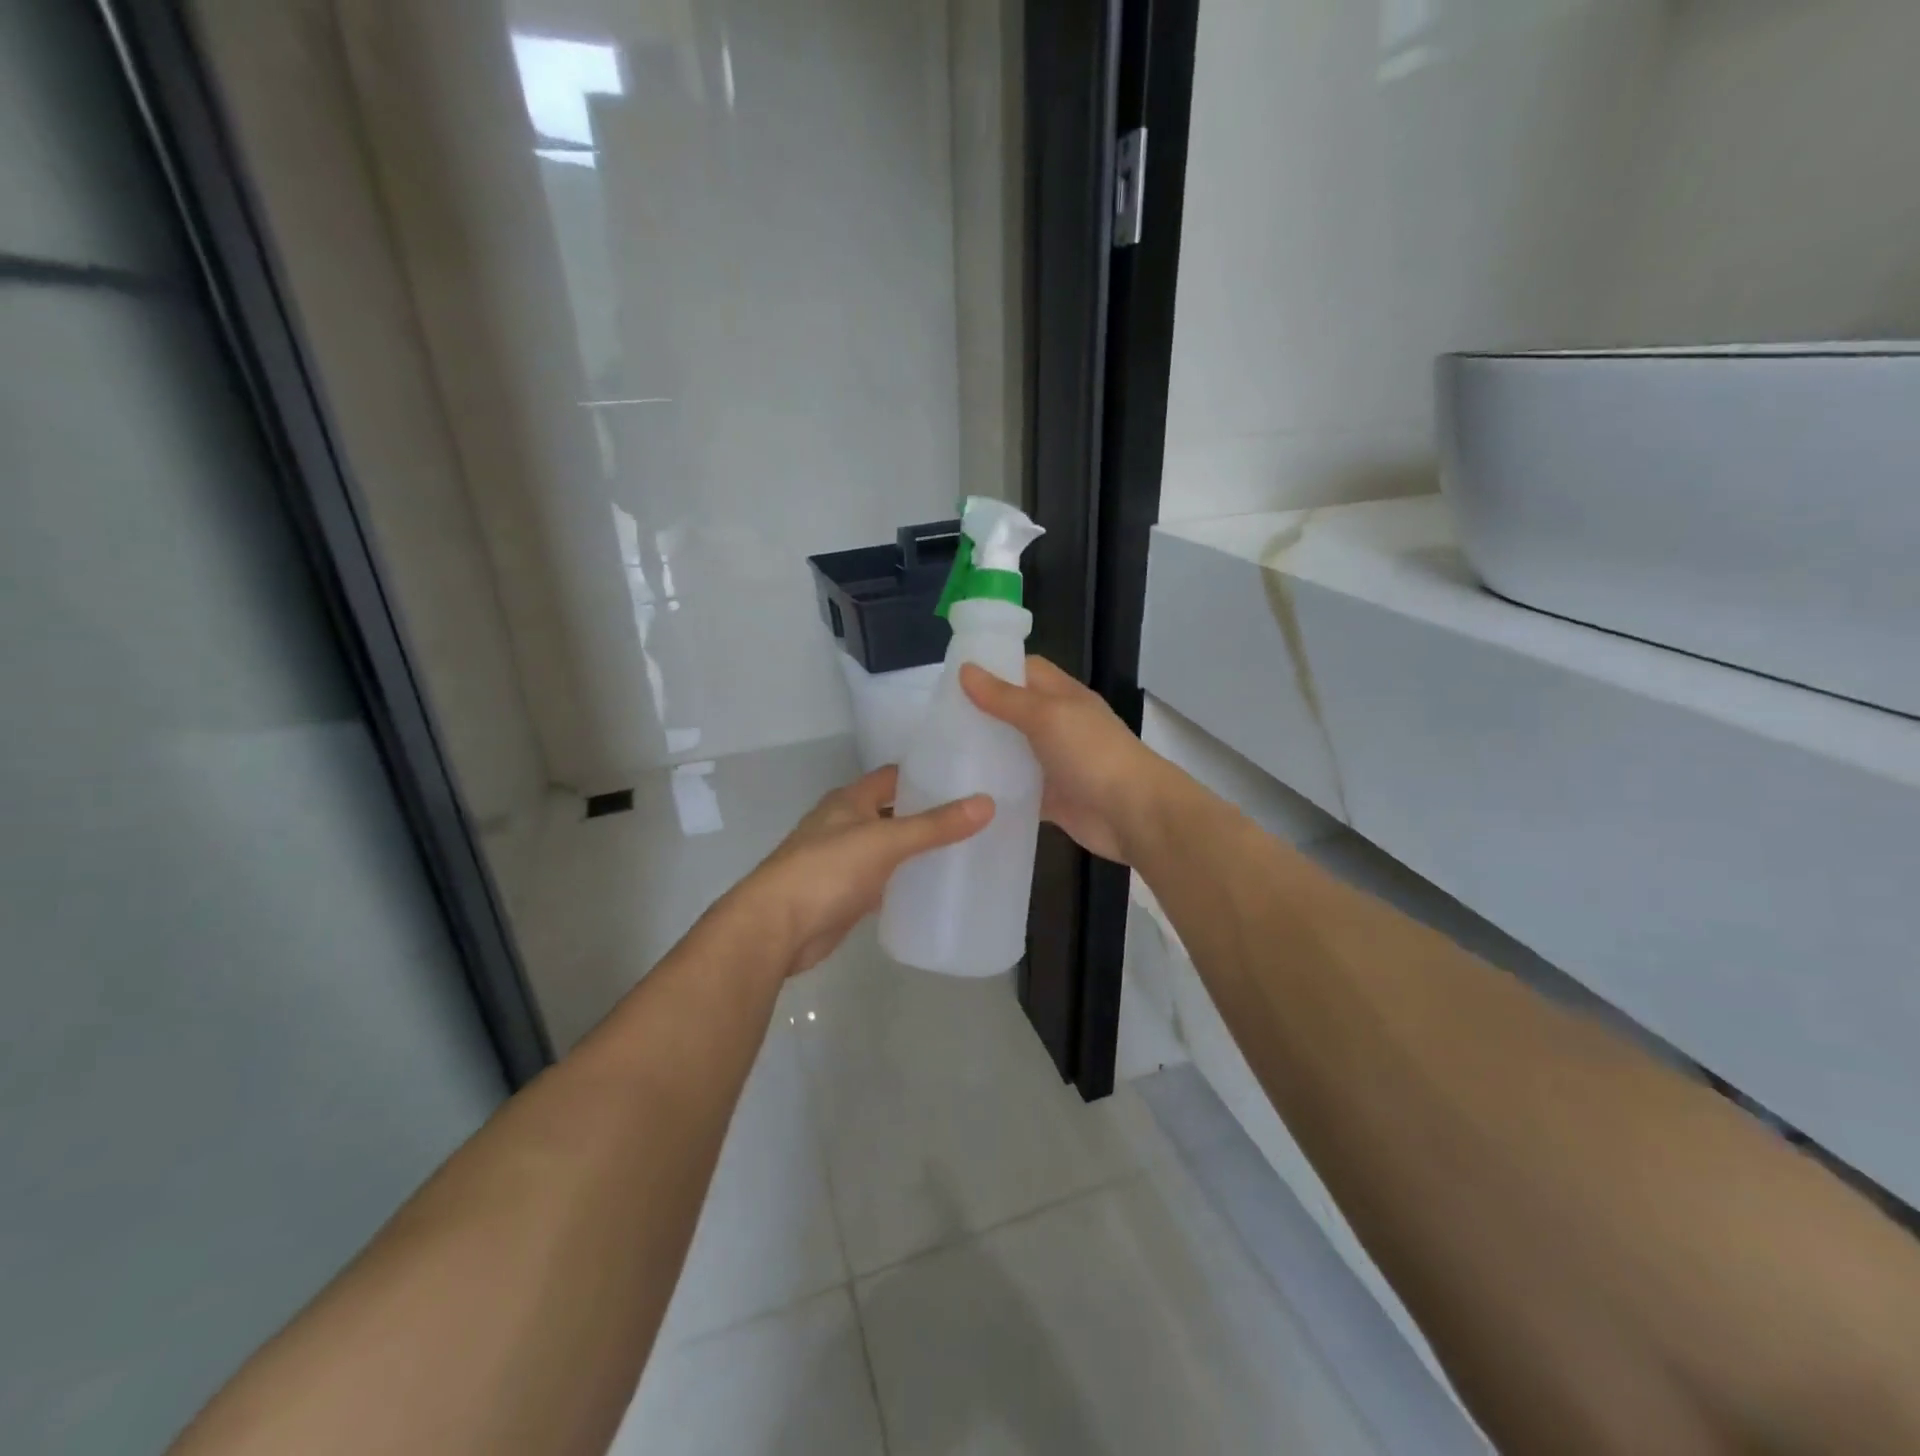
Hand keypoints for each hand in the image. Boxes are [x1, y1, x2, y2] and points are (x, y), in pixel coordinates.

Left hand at [732, 765, 991, 976]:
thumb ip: (935, 825)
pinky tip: (932, 886)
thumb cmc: (828, 870)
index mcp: (849, 800)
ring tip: (964, 848)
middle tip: (974, 815)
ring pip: (888, 847)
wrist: (778, 928)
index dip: (924, 773)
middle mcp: (844, 824)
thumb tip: (987, 803)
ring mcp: (843, 861)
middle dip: (926, 812)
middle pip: (892, 811)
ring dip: (916, 848)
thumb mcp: (886, 841)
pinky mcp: (845, 895)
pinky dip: (904, 880)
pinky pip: (883, 880)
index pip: (892, 776)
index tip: (965, 776)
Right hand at [960, 657, 1167, 864]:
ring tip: (940, 754)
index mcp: (1062, 697)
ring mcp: (1054, 763)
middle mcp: (1058, 726)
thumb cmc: (1092, 754)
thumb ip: (1005, 697)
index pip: (1024, 670)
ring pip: (1013, 753)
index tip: (952, 678)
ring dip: (985, 754)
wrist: (1132, 814)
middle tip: (936, 720)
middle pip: (1014, 712)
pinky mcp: (1050, 798)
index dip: (992, 669)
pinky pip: (1017, 790)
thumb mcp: (1046, 716)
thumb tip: (965, 670)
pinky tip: (963, 793)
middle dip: (981, 714)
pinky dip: (996, 791)